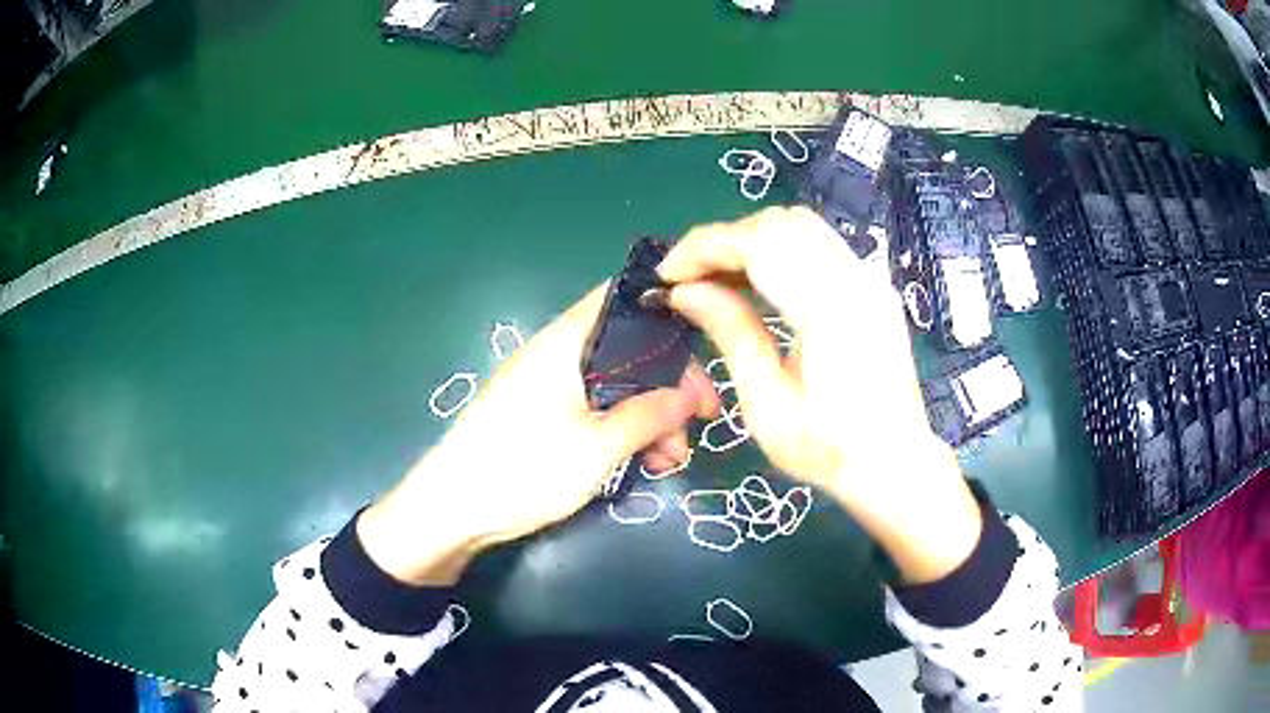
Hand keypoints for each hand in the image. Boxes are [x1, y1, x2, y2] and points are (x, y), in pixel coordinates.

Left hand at [358, 284, 718, 584]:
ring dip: (650, 415)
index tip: (703, 354)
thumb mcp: (599, 446)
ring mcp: (546, 387)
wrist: (451, 510)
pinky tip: (645, 463)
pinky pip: (594, 410)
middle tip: (702, 421)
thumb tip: (692, 393)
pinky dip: (623, 430)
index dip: (667, 316)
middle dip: (668, 383)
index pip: (622, 300)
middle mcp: (557, 354)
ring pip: (614, 386)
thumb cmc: (524, 469)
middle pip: (627, 349)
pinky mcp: (540, 417)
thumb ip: (651, 414)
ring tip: (671, 459)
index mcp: (566, 342)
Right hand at [659, 207, 981, 582]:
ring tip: (718, 279)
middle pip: (778, 224)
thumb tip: (684, 292)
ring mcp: (869, 279)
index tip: (667, 275)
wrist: (895, 463)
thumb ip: (730, 333)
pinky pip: (819, 245)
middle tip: (689, 279)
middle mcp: (855, 279)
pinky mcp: (873, 287)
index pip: (758, 243)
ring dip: (750, 241)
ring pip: (800, 226)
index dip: (704, 248)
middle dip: (723, 241)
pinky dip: (779, 250)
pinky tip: (759, 283)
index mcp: (829, 309)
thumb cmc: (828, 449)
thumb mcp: (767, 404)